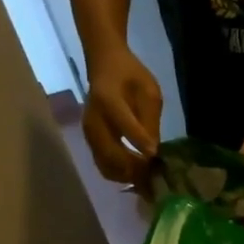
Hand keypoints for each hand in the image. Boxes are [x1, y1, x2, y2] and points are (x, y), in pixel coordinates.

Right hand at [83, 50, 162, 185]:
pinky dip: (120, 174)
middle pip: (110, 152)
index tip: (154, 155)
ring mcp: (89, 133)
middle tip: (154, 174)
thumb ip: (150, 118)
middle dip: (134, 167)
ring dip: (127, 175)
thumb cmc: (131, 76)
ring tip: (147, 177)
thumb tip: (152, 150)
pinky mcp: (90, 142)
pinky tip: (136, 174)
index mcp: (108, 99)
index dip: (139, 140)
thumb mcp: (149, 91)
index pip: (123, 123)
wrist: (105, 66)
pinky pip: (103, 165)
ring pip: (105, 164)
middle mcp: (94, 119)